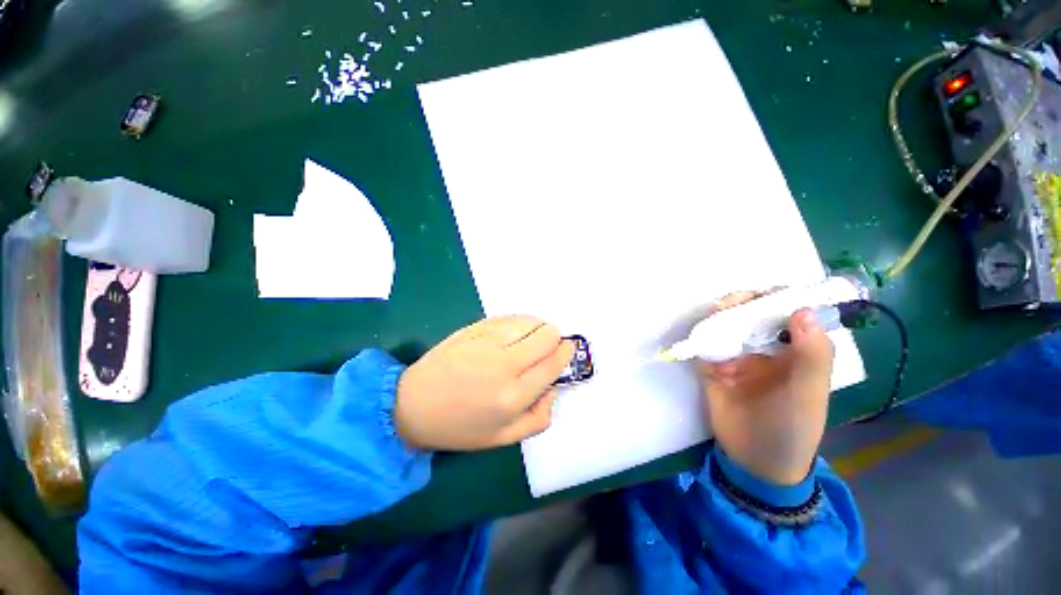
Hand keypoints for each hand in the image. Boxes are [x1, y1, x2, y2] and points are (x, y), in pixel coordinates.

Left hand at [395, 316, 574, 450]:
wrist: (413, 405)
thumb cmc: (459, 426)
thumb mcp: (503, 438)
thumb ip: (538, 418)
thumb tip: (553, 388)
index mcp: (514, 396)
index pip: (553, 363)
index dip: (566, 352)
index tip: (567, 348)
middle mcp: (504, 364)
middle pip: (546, 335)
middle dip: (554, 338)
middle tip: (547, 346)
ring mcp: (487, 342)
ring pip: (529, 321)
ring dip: (537, 327)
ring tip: (530, 338)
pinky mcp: (474, 328)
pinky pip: (508, 317)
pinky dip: (519, 322)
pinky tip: (513, 332)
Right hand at [697, 292, 833, 484]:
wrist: (754, 460)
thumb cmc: (792, 427)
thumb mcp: (808, 393)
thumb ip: (811, 355)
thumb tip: (802, 310)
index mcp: (795, 353)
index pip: (790, 316)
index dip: (781, 299)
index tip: (769, 291)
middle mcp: (766, 350)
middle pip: (754, 317)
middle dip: (745, 304)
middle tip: (734, 302)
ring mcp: (737, 358)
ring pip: (728, 327)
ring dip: (721, 316)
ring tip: (716, 311)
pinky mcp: (712, 368)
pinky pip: (706, 345)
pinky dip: (702, 335)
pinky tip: (701, 329)